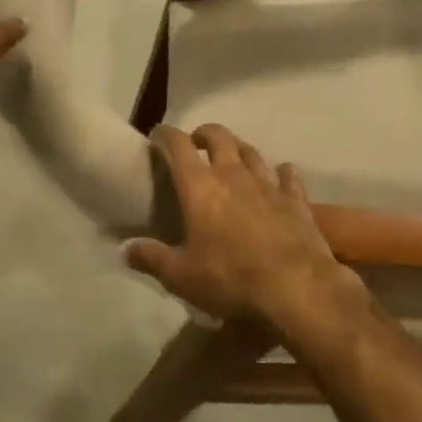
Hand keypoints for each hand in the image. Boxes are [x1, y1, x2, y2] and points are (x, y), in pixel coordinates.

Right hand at [122, 124, 356, 323]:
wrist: (297, 288)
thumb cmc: (231, 279)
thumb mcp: (182, 277)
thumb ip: (152, 259)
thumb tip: (125, 249)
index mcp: (200, 187)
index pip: (178, 145)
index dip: (165, 135)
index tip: (157, 135)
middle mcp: (233, 175)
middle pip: (219, 136)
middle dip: (204, 133)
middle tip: (196, 142)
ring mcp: (268, 184)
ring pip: (252, 152)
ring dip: (239, 149)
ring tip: (233, 157)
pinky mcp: (296, 199)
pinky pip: (288, 174)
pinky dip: (281, 172)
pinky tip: (280, 175)